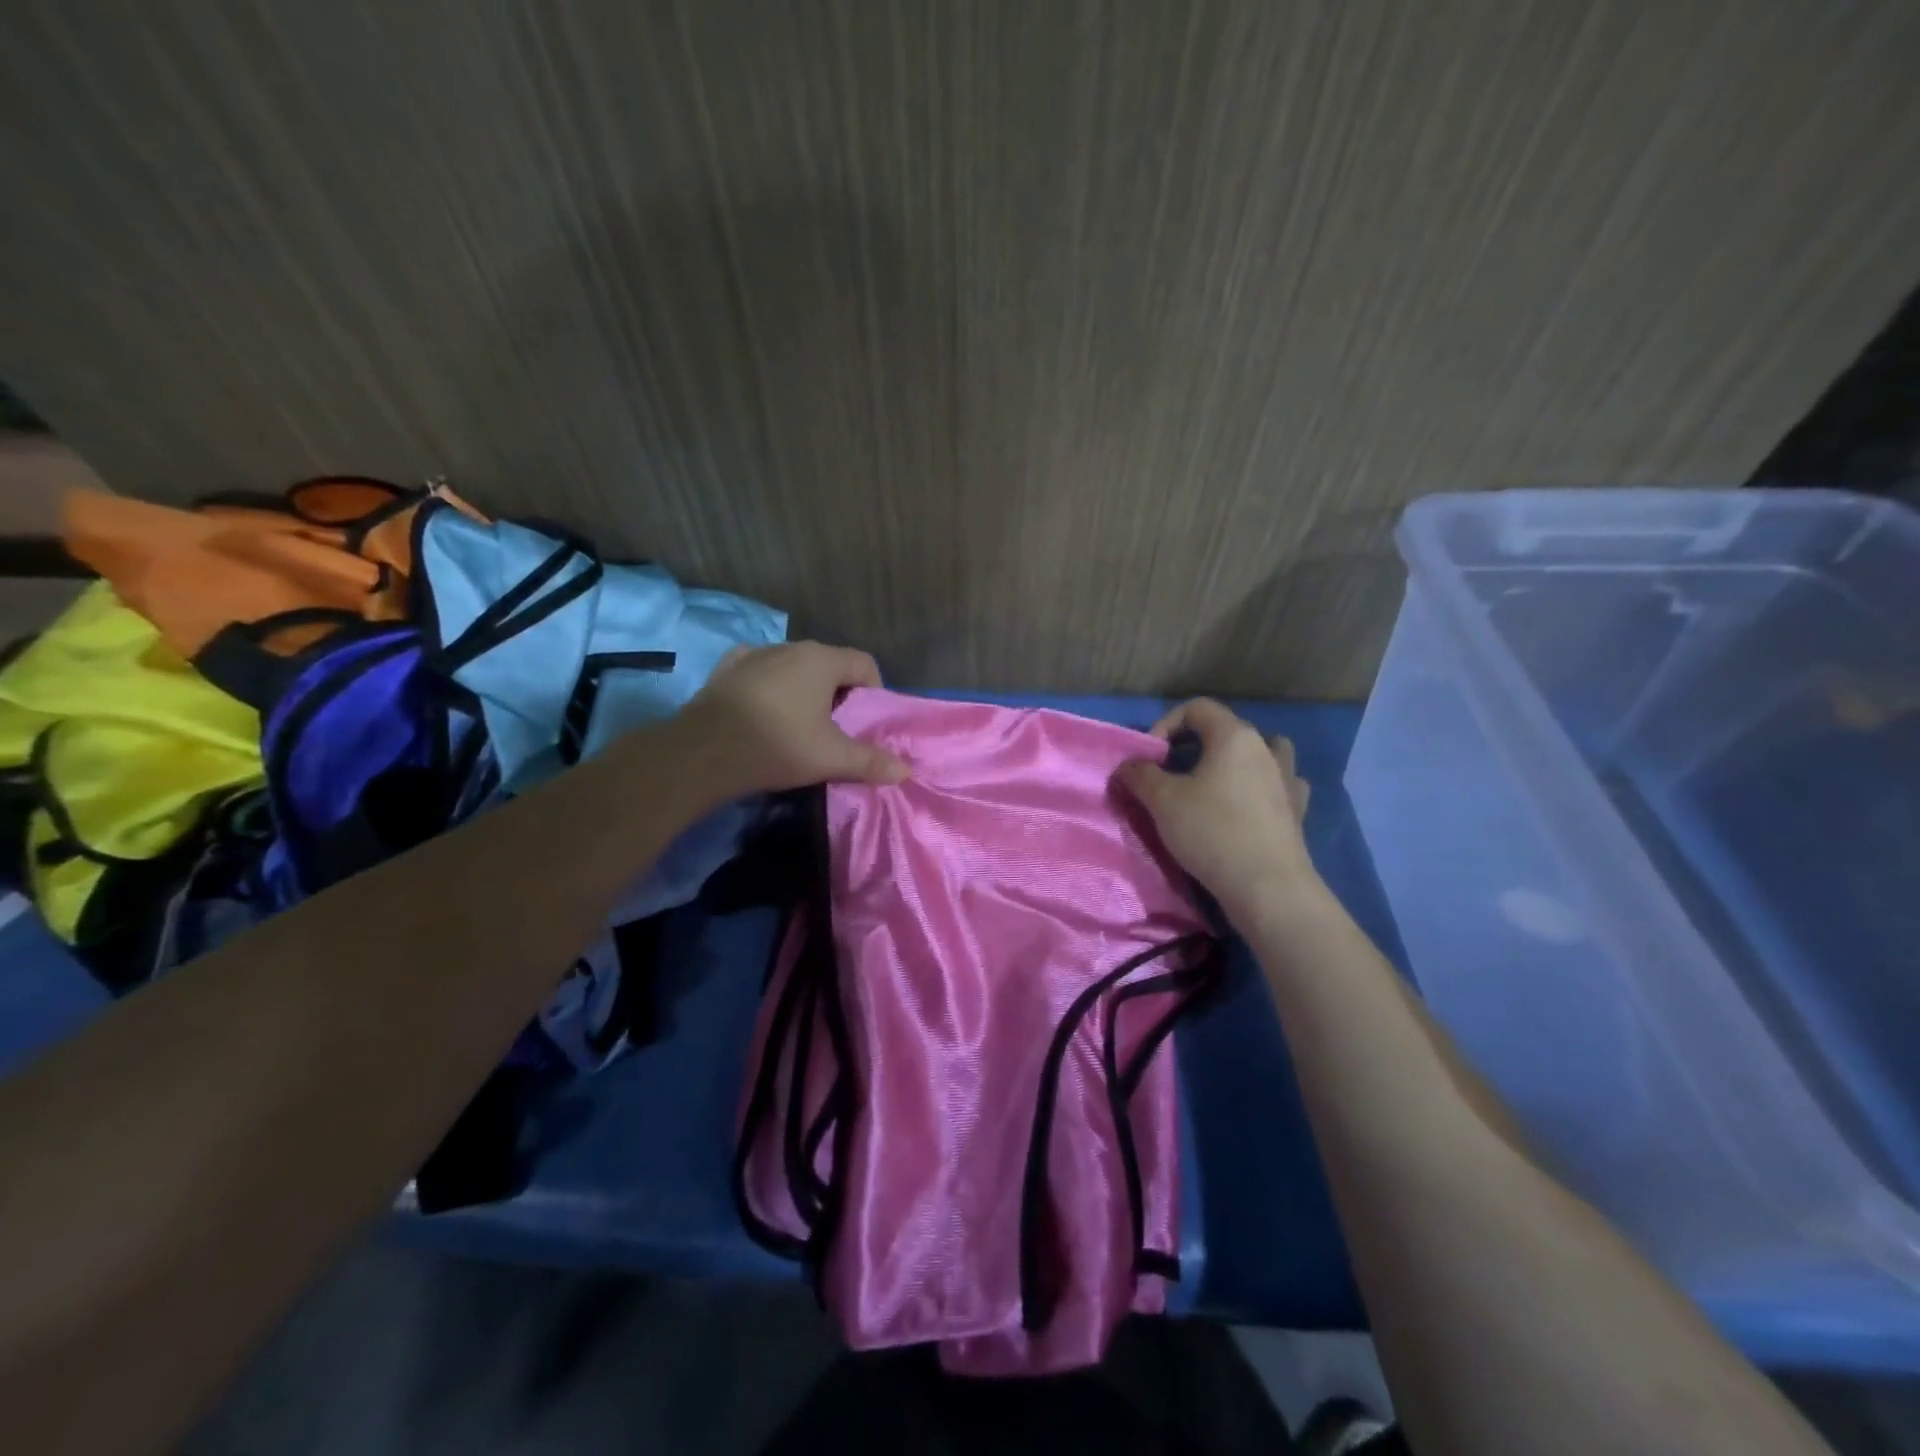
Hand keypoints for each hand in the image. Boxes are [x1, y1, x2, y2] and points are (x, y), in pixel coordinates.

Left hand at [679, 641, 909, 794]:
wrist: (705, 752)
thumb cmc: (779, 745)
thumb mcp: (832, 758)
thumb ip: (871, 761)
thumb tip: (905, 771)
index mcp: (821, 660)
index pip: (864, 663)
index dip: (874, 691)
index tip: (867, 722)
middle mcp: (791, 647)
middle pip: (829, 664)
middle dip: (839, 693)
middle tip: (837, 729)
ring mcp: (755, 654)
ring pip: (793, 667)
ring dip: (804, 689)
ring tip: (799, 724)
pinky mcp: (727, 668)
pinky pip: (760, 671)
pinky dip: (770, 687)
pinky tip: (764, 710)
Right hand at [1117, 699, 1317, 923]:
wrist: (1268, 887)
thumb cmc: (1212, 832)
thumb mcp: (1162, 801)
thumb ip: (1140, 775)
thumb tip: (1129, 766)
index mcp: (1235, 736)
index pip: (1198, 708)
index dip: (1166, 724)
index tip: (1150, 757)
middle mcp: (1266, 749)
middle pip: (1227, 729)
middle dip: (1194, 745)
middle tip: (1171, 773)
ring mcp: (1287, 779)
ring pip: (1262, 752)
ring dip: (1236, 760)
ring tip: (1215, 782)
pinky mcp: (1297, 810)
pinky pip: (1278, 784)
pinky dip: (1262, 787)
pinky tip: (1248, 804)